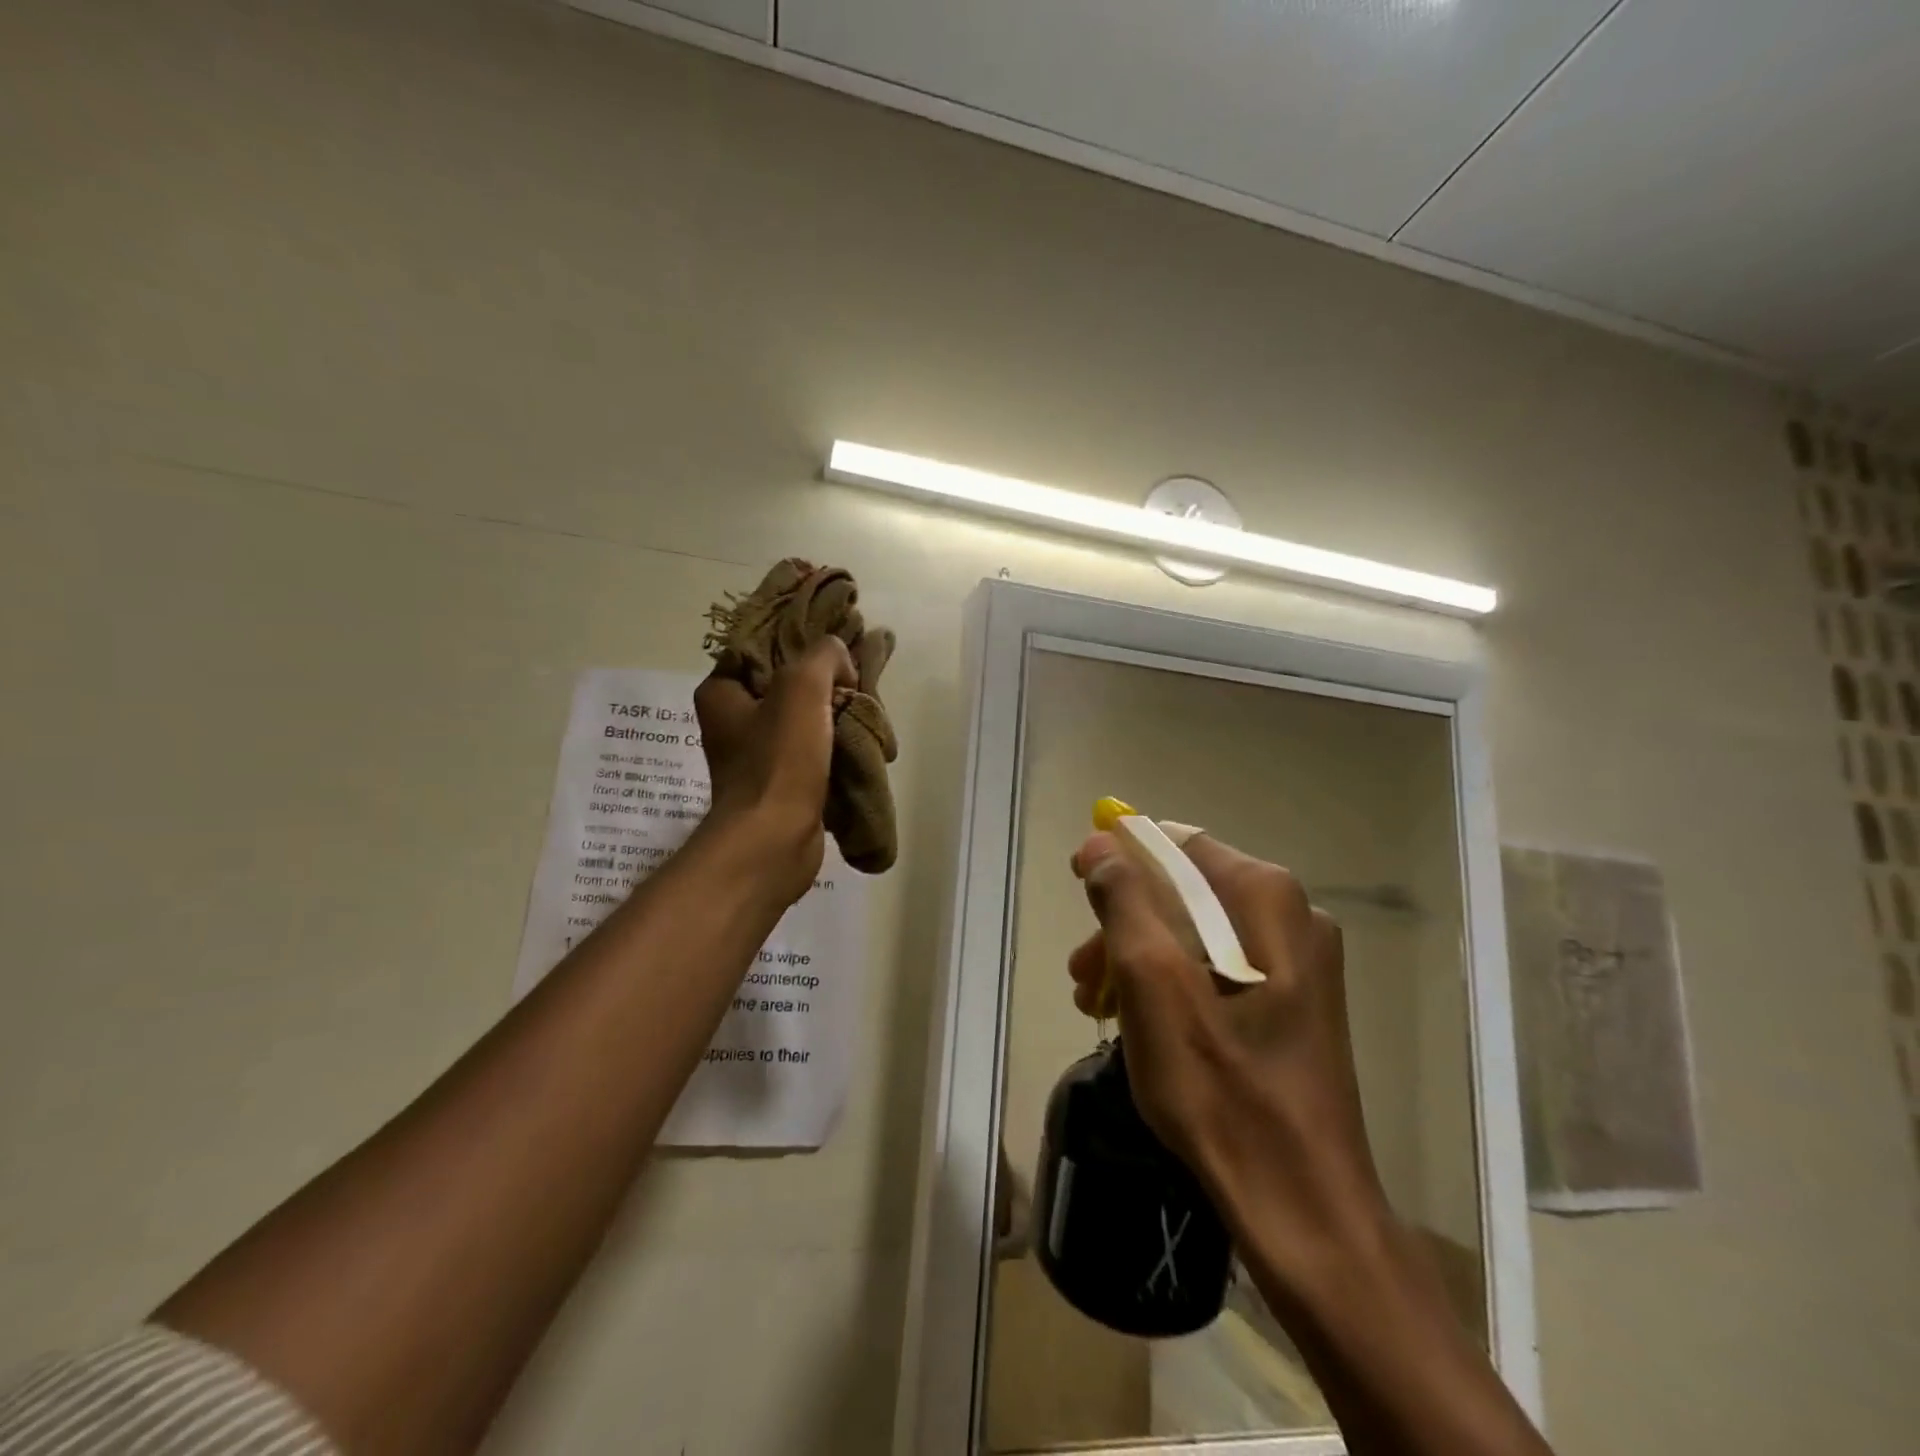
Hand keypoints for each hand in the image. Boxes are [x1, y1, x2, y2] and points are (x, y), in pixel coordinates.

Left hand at [693, 636, 855, 897]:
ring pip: (804, 719)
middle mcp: (733, 722)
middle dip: (826, 682)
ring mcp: (757, 756)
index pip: (762, 649)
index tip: (837, 647)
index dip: (800, 643)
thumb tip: (842, 666)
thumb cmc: (779, 759)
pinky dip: (836, 746)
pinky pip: (813, 751)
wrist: (775, 839)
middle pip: (787, 685)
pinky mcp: (781, 783)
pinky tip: (861, 742)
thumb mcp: (802, 686)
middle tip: (856, 681)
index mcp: (721, 693)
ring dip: (835, 715)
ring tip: (866, 711)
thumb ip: (825, 656)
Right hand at [1067, 832, 1391, 1272]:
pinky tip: (1138, 1022)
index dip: (1120, 858)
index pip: (1177, 844)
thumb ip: (1123, 901)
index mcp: (1265, 898)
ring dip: (1140, 957)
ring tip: (1097, 1004)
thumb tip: (1099, 842)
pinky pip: (1217, 969)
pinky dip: (1171, 984)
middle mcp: (1292, 916)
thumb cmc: (1219, 1086)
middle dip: (1124, 923)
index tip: (1077, 888)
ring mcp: (1298, 963)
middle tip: (1081, 971)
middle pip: (1185, 892)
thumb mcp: (1152, 982)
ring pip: (1196, 934)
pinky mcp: (1293, 1003)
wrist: (1301, 1204)